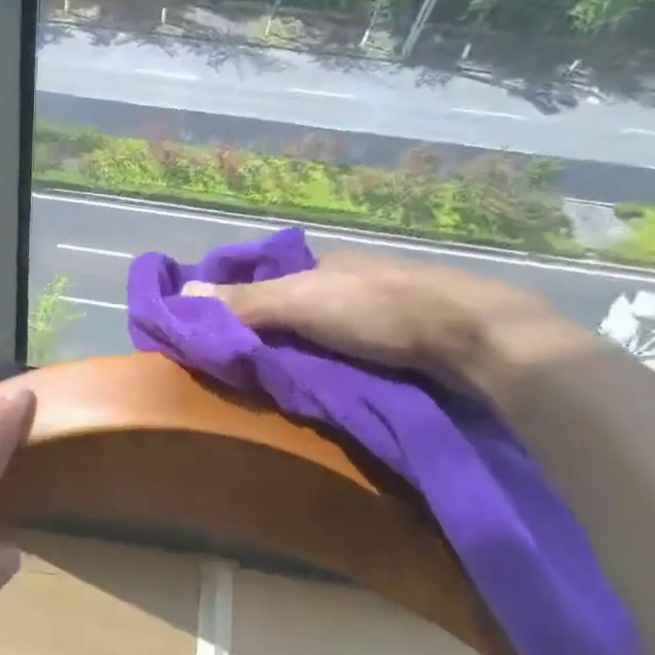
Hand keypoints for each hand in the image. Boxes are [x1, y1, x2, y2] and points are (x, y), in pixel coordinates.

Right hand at [183, 248, 577, 389]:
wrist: (474, 338)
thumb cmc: (379, 310)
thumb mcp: (300, 302)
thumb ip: (244, 301)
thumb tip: (180, 293)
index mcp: (329, 265)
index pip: (271, 281)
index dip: (243, 304)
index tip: (219, 334)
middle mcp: (355, 282)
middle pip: (298, 309)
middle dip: (273, 333)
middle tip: (246, 370)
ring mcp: (386, 313)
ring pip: (328, 334)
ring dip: (305, 354)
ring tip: (280, 387)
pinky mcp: (410, 344)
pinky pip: (356, 355)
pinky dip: (337, 368)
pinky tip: (328, 389)